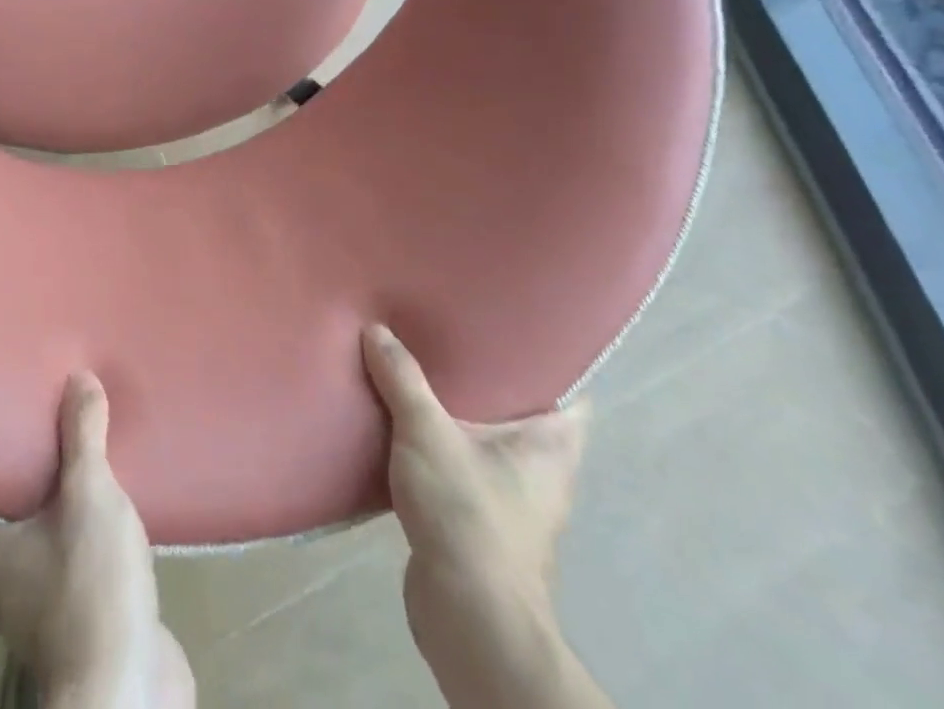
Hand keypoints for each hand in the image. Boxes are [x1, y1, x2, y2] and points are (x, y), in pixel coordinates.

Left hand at [0, 373, 193, 708]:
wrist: (129, 689)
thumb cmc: (89, 587)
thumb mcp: (88, 495)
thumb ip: (82, 435)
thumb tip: (78, 377)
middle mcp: (4, 570)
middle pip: (8, 494)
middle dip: (30, 450)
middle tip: (46, 398)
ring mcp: (43, 592)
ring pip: (47, 520)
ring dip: (65, 483)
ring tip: (84, 432)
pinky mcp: (81, 606)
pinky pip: (78, 543)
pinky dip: (90, 514)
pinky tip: (114, 486)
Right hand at [363, 324, 608, 708]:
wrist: (468, 615)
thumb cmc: (468, 512)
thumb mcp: (427, 431)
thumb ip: (402, 377)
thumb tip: (375, 329)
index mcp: (551, 446)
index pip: (568, 393)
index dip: (545, 360)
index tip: (506, 328)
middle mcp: (542, 472)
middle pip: (520, 412)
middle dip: (485, 379)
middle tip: (446, 337)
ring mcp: (513, 501)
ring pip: (486, 441)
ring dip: (456, 414)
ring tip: (418, 371)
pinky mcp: (480, 523)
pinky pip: (461, 466)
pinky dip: (438, 446)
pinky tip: (404, 425)